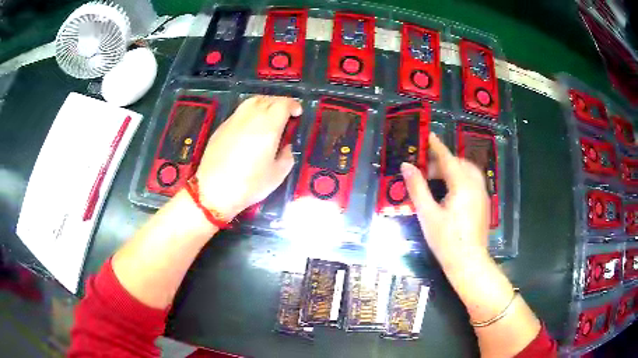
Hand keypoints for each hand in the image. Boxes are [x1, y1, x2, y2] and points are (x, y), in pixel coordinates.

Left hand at [194, 95, 301, 218]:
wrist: (214, 190)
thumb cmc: (249, 185)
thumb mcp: (277, 176)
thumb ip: (287, 157)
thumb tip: (286, 147)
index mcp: (268, 127)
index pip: (283, 105)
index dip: (292, 105)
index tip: (297, 112)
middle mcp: (251, 118)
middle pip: (268, 100)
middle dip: (280, 102)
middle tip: (286, 112)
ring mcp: (234, 121)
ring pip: (252, 101)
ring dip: (264, 103)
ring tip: (269, 114)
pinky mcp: (221, 127)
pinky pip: (239, 112)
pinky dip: (250, 111)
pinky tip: (250, 125)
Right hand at [401, 133, 489, 268]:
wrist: (468, 262)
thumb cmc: (446, 240)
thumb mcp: (427, 214)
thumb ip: (417, 187)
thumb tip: (407, 166)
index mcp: (462, 185)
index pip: (448, 159)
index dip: (437, 147)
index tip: (428, 135)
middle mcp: (475, 185)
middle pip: (460, 163)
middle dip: (444, 161)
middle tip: (427, 170)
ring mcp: (482, 194)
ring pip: (469, 171)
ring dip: (454, 168)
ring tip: (439, 179)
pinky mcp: (484, 204)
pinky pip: (473, 181)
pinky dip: (462, 178)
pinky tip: (451, 191)